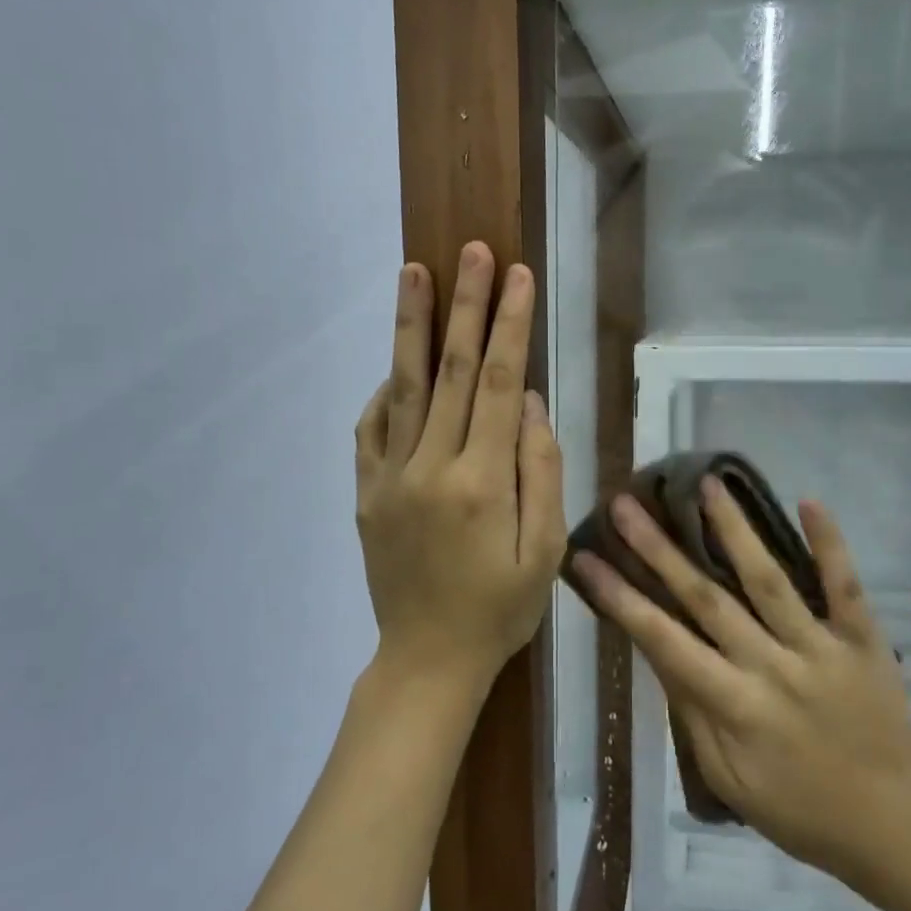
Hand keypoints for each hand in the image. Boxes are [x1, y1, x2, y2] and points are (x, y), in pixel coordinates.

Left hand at [354, 242, 566, 692]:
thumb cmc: (500, 609)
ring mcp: (390, 477)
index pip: (502, 385)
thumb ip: (541, 473)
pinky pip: (371, 428)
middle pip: (453, 371)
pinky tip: (397, 362)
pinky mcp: (366, 491)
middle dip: (467, 305)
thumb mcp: (544, 553)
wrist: (427, 659)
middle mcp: (432, 467)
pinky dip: (385, 388)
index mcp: (483, 482)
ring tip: (414, 271)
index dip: (511, 326)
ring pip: (404, 386)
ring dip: (413, 325)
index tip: (518, 276)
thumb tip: (532, 405)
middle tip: (472, 250)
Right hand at [570, 481, 910, 883]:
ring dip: (735, 529)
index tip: (586, 558)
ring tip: (706, 484)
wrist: (895, 828)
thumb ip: (692, 714)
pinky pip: (846, 587)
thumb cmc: (800, 812)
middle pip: (707, 597)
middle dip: (660, 549)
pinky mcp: (864, 640)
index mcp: (734, 706)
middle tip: (626, 504)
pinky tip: (808, 501)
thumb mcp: (729, 780)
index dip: (621, 597)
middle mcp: (772, 667)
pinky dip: (830, 544)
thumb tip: (658, 651)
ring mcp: (821, 648)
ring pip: (769, 579)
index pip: (663, 640)